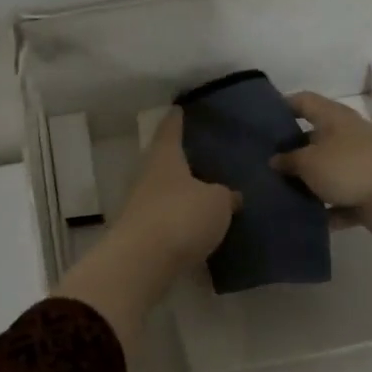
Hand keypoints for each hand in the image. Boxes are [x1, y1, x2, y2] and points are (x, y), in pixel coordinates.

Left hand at [53, 109, 237, 346]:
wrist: (142, 263)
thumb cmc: (181, 217)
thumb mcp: (217, 202)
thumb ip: (225, 196)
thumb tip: (231, 195)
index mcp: (165, 159)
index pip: (170, 131)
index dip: (176, 120)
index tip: (179, 108)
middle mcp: (148, 178)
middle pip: (164, 162)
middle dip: (181, 159)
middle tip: (203, 155)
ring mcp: (141, 207)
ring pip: (164, 192)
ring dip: (182, 193)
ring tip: (206, 193)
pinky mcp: (141, 235)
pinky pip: (165, 220)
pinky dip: (179, 220)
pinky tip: (197, 226)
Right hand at [270, 91, 371, 237]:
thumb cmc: (350, 166)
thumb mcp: (309, 161)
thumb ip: (288, 160)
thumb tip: (274, 160)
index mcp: (334, 119)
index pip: (304, 102)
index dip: (282, 106)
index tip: (260, 120)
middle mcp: (346, 139)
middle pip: (312, 140)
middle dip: (289, 152)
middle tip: (260, 165)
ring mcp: (358, 168)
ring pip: (325, 175)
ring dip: (305, 186)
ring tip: (274, 196)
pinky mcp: (366, 196)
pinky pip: (338, 204)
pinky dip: (324, 212)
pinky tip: (299, 221)